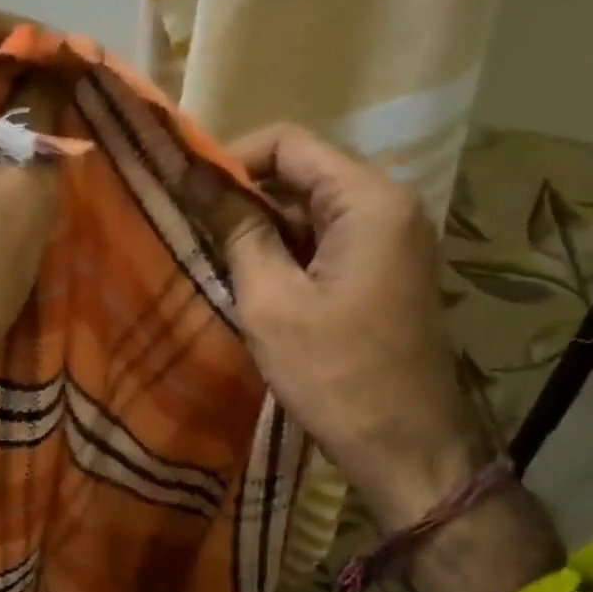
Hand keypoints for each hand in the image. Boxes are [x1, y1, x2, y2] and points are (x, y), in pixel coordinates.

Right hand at [187, 125, 492, 529]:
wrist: (406, 448)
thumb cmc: (334, 374)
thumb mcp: (271, 301)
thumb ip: (236, 230)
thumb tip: (195, 177)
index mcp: (368, 201)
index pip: (289, 143)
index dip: (231, 158)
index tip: (186, 190)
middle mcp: (388, 206)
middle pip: (303, 172)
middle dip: (244, 194)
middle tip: (191, 224)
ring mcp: (391, 240)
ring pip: (311, 208)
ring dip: (261, 225)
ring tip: (212, 253)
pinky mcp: (384, 271)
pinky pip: (326, 240)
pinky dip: (286, 250)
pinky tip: (251, 278)